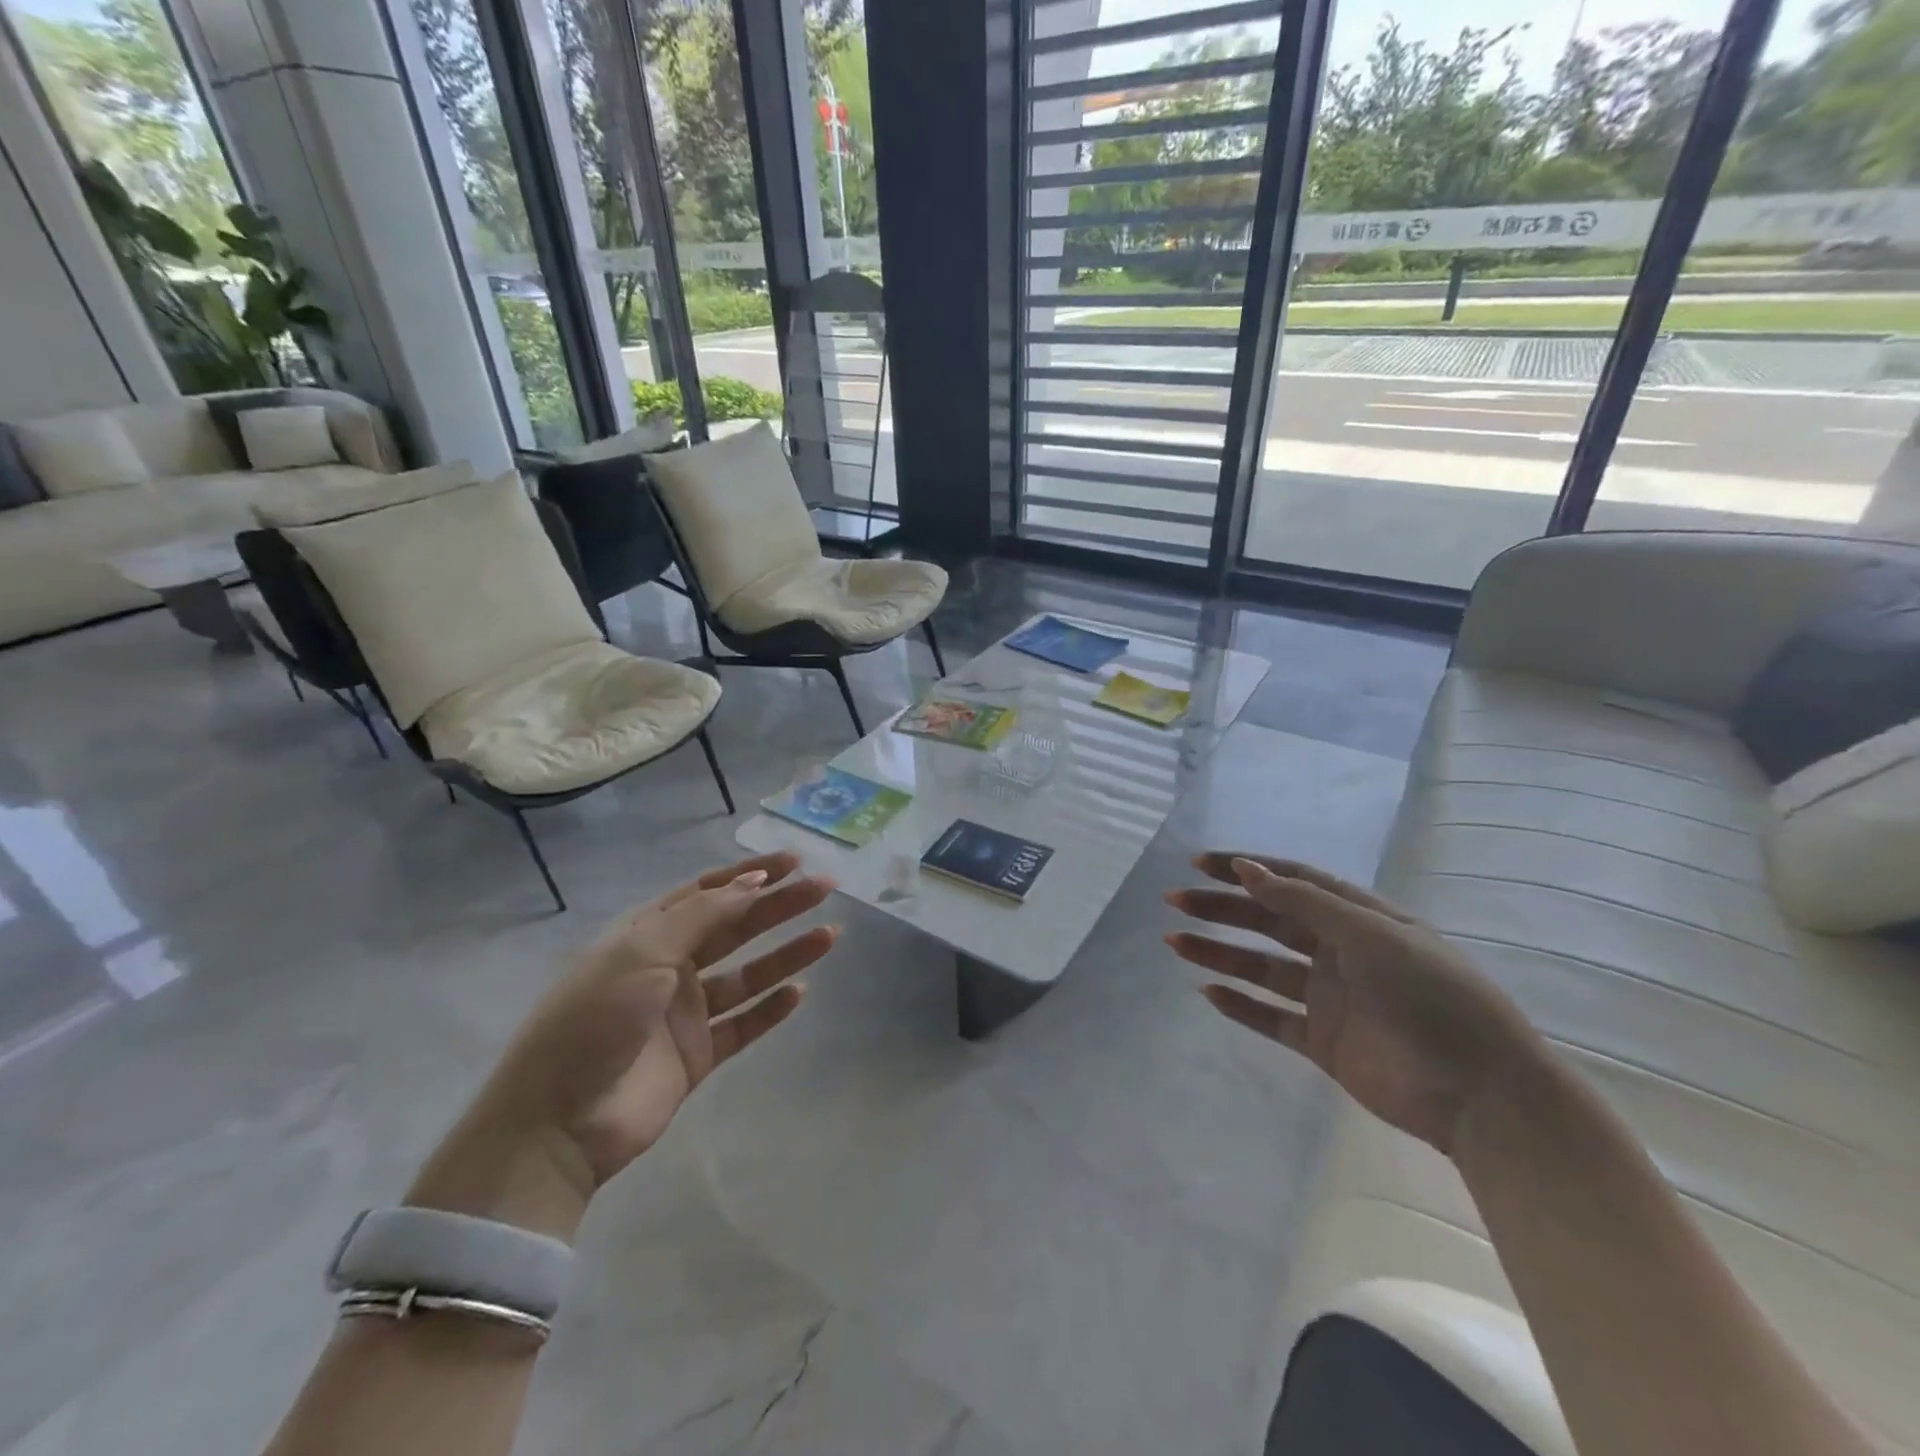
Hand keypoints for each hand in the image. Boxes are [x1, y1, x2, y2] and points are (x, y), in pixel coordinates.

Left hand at [407, 853, 836, 1239]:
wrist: (556, 1125)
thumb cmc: (595, 1019)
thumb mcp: (644, 951)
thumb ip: (703, 915)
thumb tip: (753, 881)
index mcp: (647, 934)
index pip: (708, 892)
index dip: (751, 874)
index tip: (794, 862)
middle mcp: (669, 967)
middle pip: (735, 927)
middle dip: (779, 906)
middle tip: (824, 889)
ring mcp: (684, 1013)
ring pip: (747, 974)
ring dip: (786, 954)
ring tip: (829, 936)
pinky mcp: (697, 1055)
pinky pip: (743, 1024)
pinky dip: (771, 1008)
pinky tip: (800, 993)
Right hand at [1166, 854, 1540, 1156]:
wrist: (1481, 1094)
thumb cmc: (1431, 996)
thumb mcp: (1371, 935)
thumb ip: (1305, 902)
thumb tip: (1246, 869)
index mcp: (1359, 918)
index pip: (1293, 882)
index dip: (1247, 870)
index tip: (1202, 864)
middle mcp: (1340, 952)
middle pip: (1269, 921)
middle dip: (1222, 909)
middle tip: (1176, 901)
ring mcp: (1330, 998)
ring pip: (1262, 968)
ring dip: (1219, 954)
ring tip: (1175, 943)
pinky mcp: (1323, 1042)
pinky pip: (1271, 1017)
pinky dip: (1240, 1006)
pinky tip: (1207, 993)